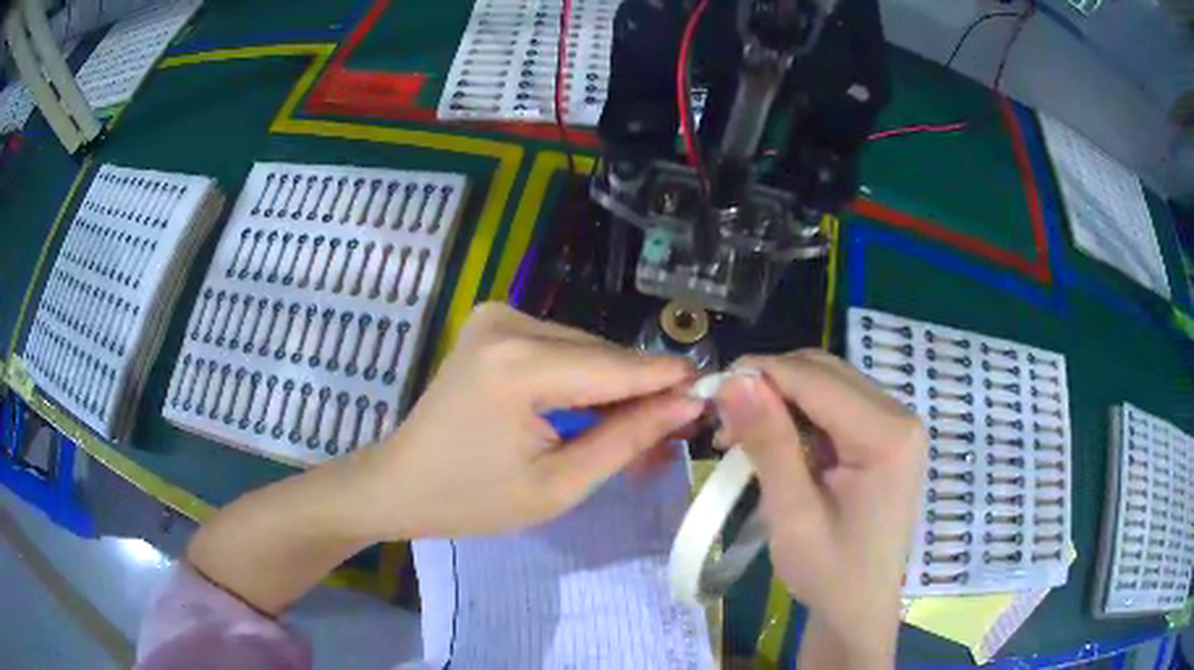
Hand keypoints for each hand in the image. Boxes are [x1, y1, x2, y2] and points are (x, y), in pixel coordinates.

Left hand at [351, 303, 704, 538]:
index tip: (714, 395)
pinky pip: (560, 349)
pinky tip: (595, 415)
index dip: (668, 381)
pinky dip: (583, 381)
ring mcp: (497, 316)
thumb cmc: (472, 499)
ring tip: (636, 436)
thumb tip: (687, 404)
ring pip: (585, 350)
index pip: (616, 365)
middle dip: (641, 394)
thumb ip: (627, 438)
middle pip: (602, 354)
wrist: (401, 483)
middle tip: (670, 437)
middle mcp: (508, 322)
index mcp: (518, 364)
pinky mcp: (494, 325)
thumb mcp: (559, 485)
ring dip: (614, 390)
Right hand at [714, 351, 926, 661]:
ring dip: (781, 400)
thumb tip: (735, 380)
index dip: (760, 374)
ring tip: (741, 435)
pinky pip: (836, 406)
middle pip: (824, 373)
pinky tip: (775, 443)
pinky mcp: (886, 437)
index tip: (710, 393)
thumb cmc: (829, 572)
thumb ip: (769, 443)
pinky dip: (799, 417)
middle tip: (724, 422)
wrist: (860, 608)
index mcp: (887, 434)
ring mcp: (895, 425)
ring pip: (827, 384)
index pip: (816, 379)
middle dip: (770, 387)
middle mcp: (899, 416)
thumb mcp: (792, 514)